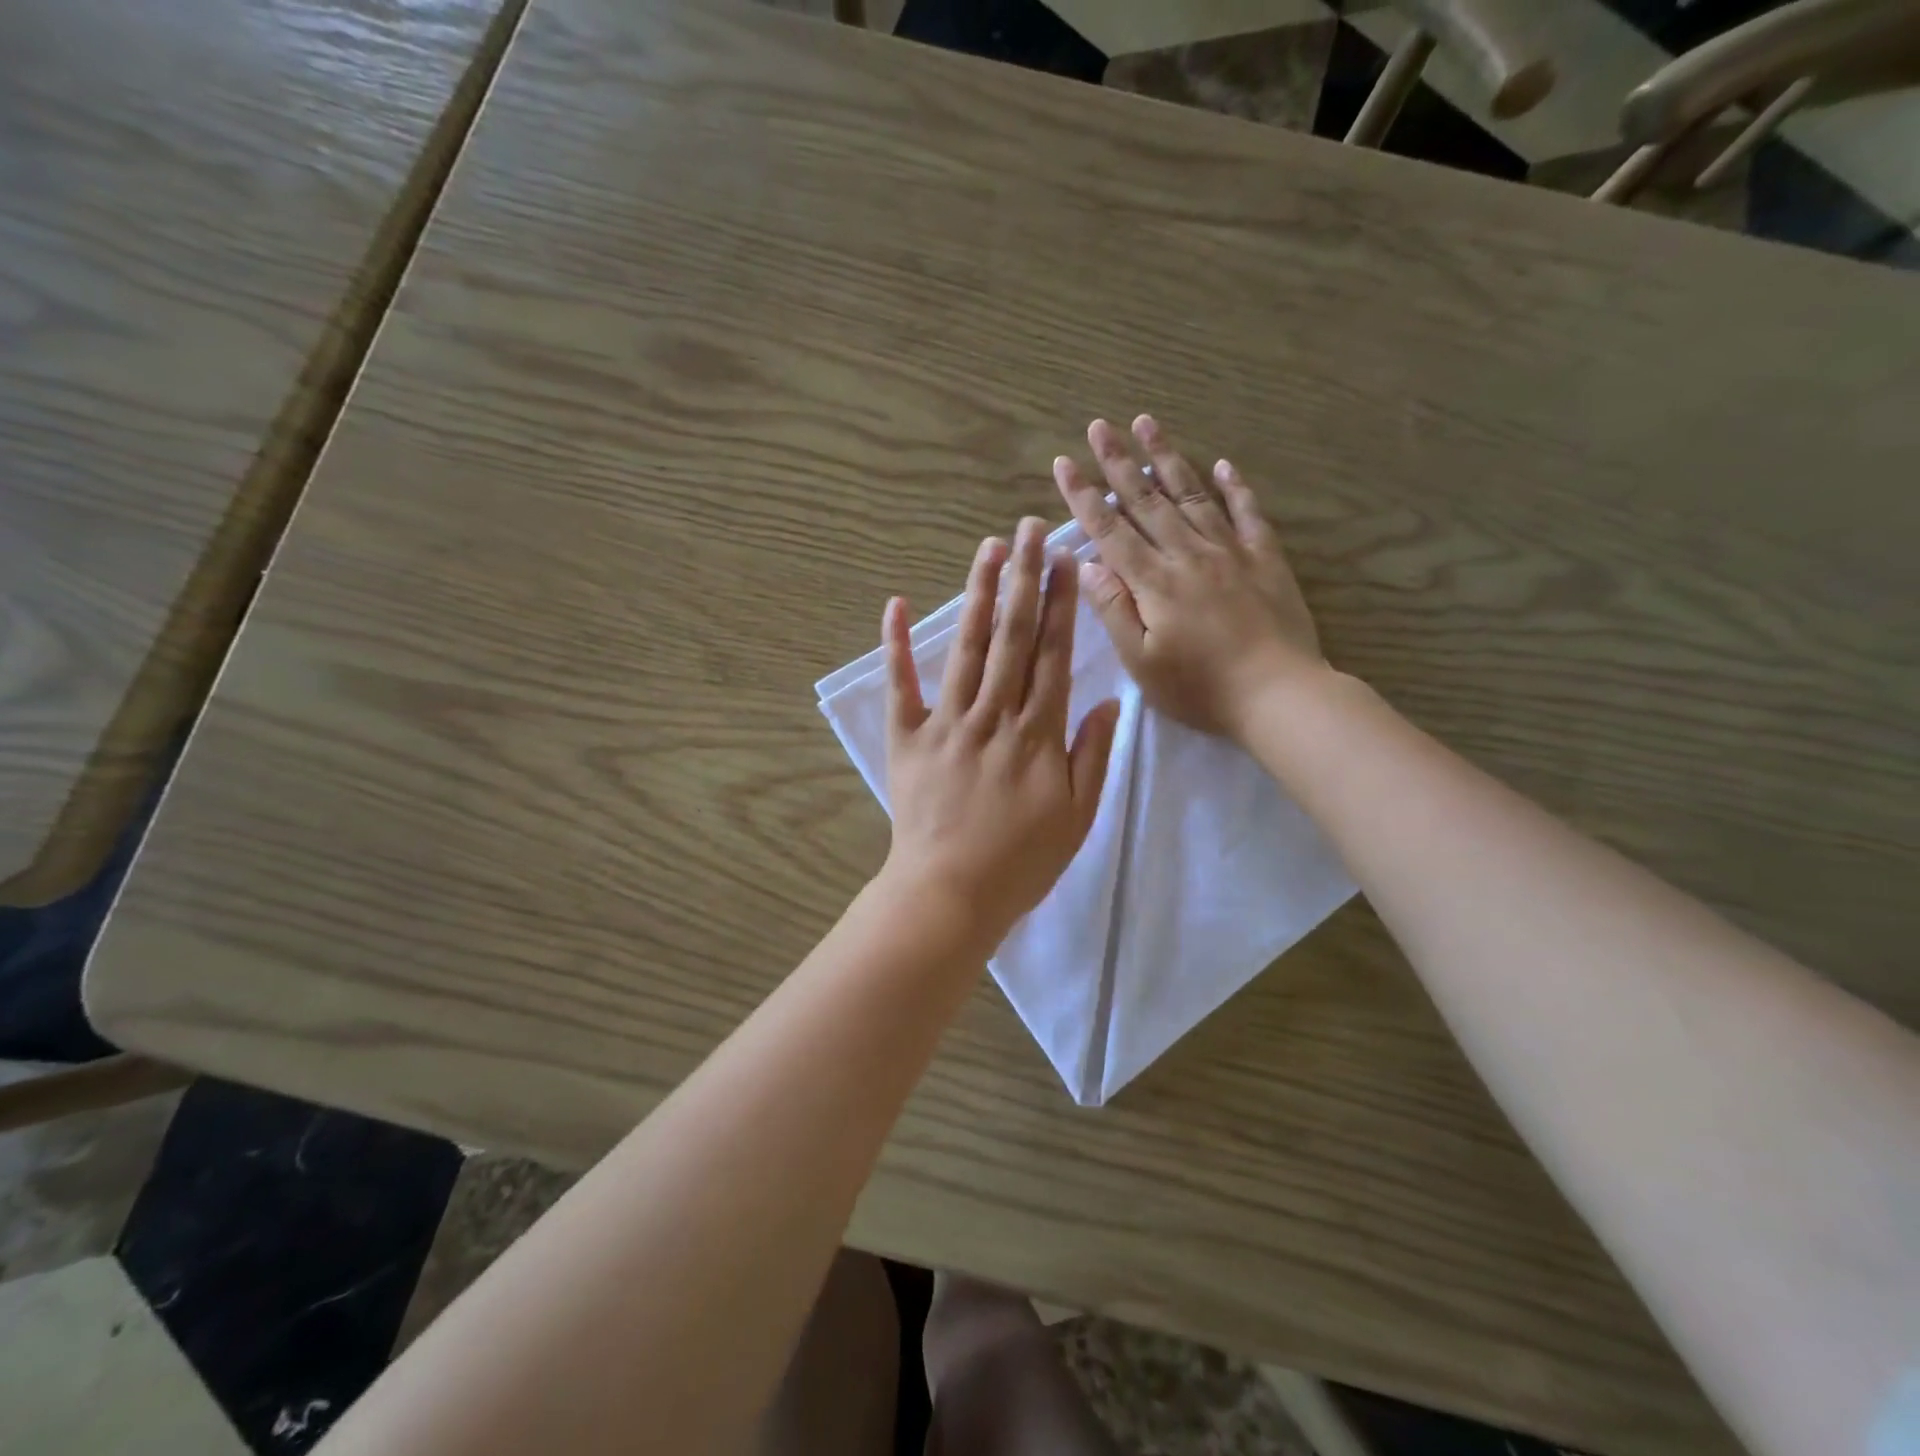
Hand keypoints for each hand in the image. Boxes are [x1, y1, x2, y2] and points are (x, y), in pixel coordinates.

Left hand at [880, 519, 1120, 941]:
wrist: (950, 894)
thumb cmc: (1021, 862)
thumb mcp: (1077, 817)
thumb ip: (1091, 756)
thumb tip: (1104, 701)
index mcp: (1036, 734)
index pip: (1052, 655)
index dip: (1060, 605)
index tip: (1066, 560)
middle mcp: (992, 716)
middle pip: (1012, 637)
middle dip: (1024, 579)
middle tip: (1031, 529)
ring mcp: (945, 723)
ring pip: (966, 648)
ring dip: (978, 595)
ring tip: (989, 548)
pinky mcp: (906, 738)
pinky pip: (900, 686)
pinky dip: (896, 645)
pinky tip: (897, 603)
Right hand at [1053, 415, 1323, 741]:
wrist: (1278, 694)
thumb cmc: (1200, 688)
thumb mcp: (1142, 662)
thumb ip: (1113, 610)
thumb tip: (1086, 565)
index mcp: (1153, 581)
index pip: (1109, 530)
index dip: (1083, 495)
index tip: (1063, 462)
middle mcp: (1187, 554)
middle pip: (1146, 500)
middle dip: (1118, 462)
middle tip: (1099, 425)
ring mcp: (1230, 551)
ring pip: (1192, 494)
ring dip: (1167, 458)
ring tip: (1147, 424)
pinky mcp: (1265, 558)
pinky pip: (1247, 512)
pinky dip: (1234, 486)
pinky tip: (1223, 464)